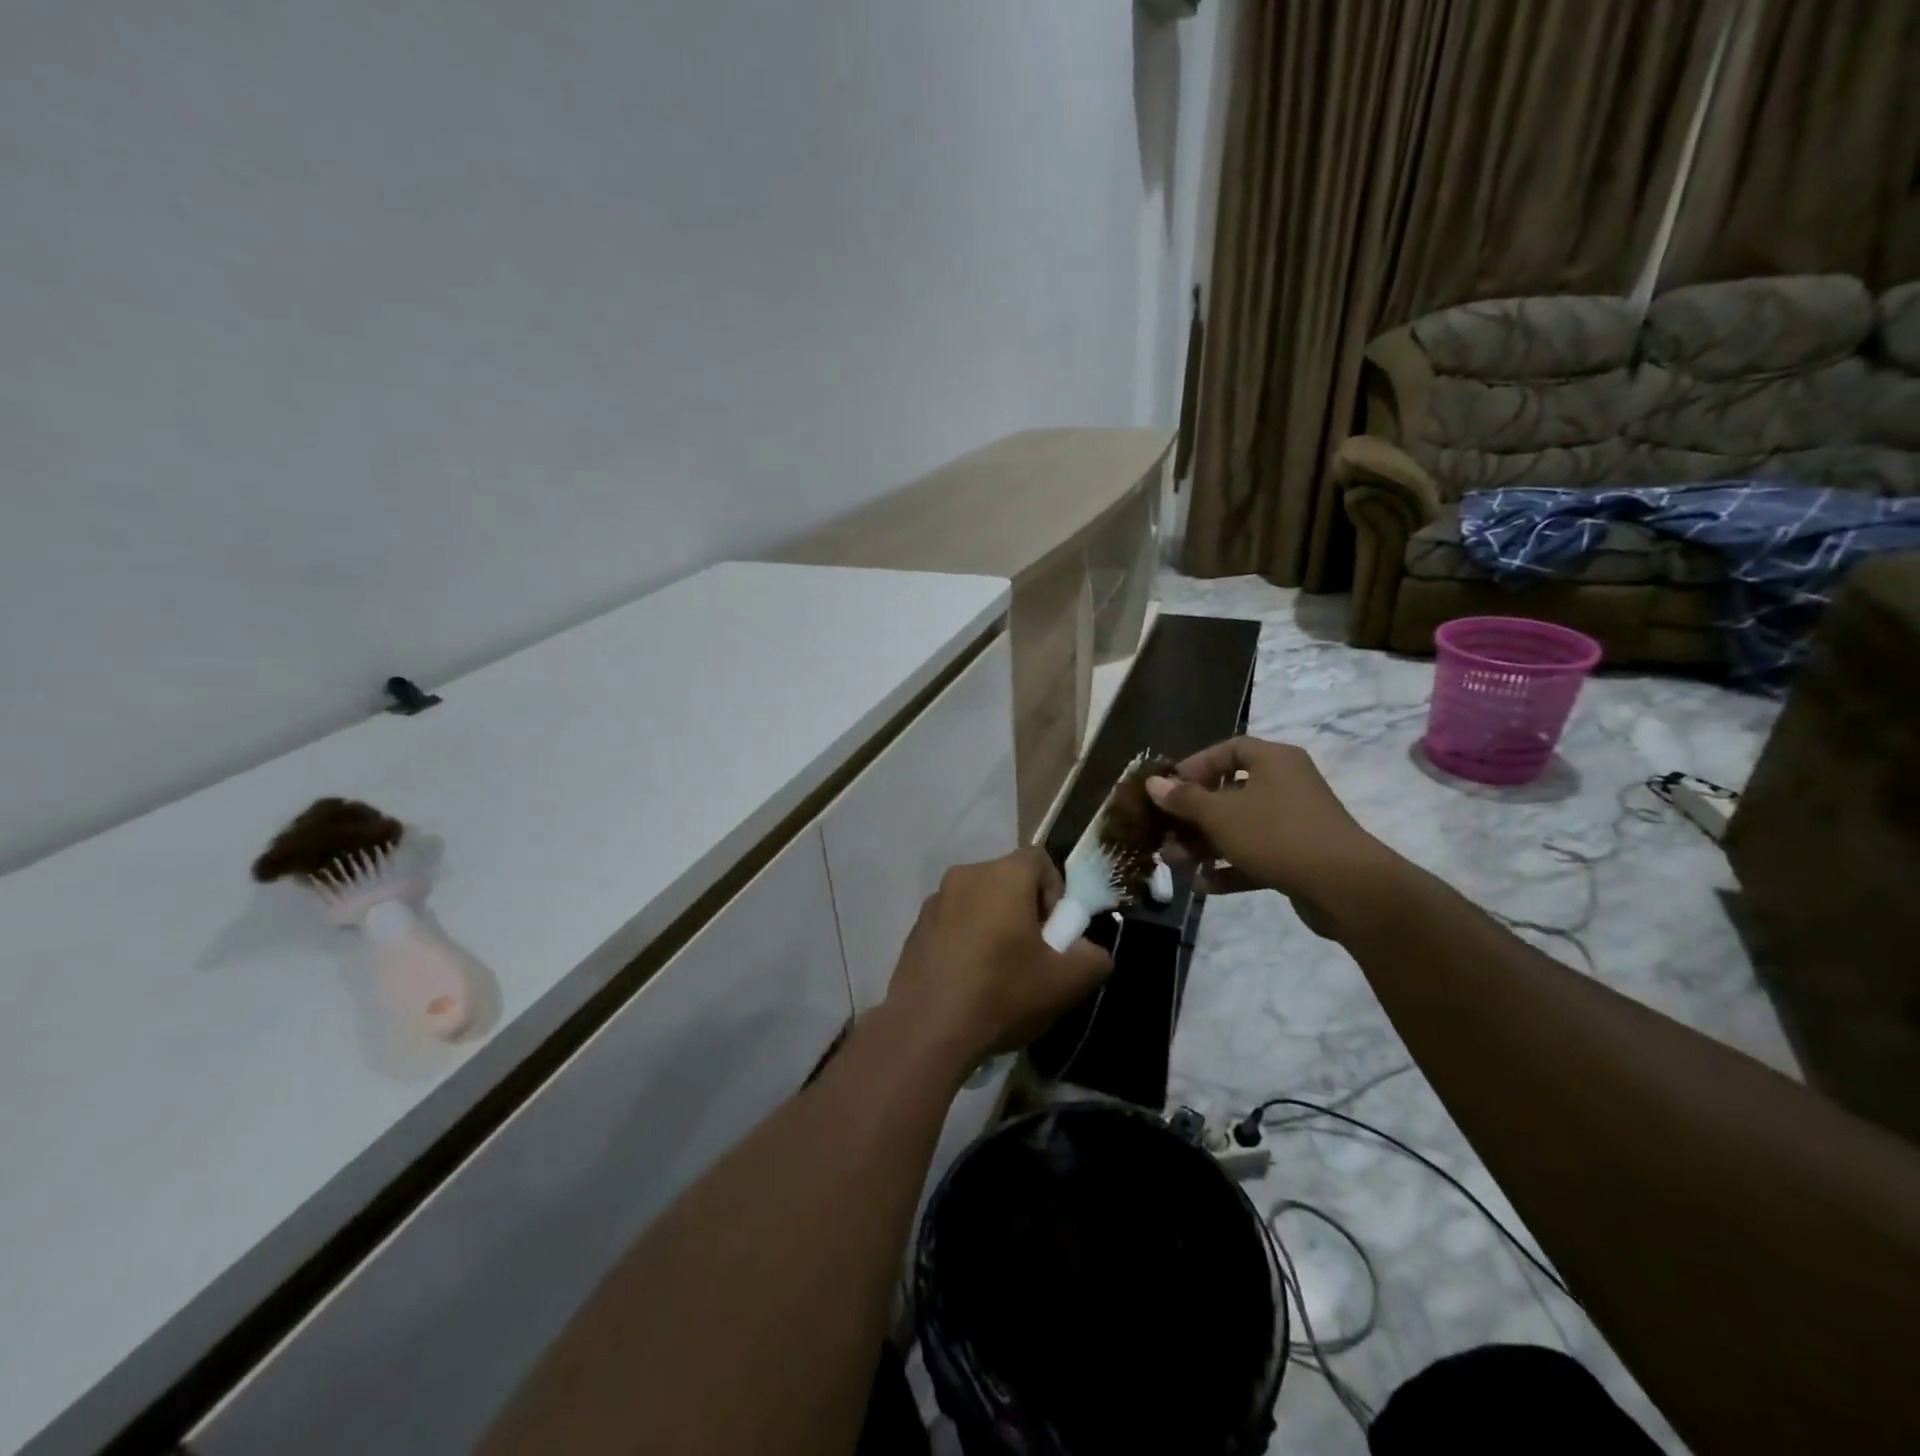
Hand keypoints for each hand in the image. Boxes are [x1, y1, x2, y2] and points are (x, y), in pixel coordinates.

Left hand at [883, 848, 1112, 1066]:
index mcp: (1003, 875)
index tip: (1053, 934)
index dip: (1054, 893)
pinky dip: (965, 939)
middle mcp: (965, 875)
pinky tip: (967, 980)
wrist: (927, 1029)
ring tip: (997, 973)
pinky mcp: (915, 927)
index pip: (1039, 860)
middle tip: (1030, 955)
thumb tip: (1088, 950)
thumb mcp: (1067, 982)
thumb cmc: (1002, 994)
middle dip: (1024, 910)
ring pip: (978, 902)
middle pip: (1007, 880)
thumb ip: (1094, 957)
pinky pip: (952, 922)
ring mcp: (934, 900)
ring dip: (993, 925)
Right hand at [1145, 737, 1397, 938]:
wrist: (1345, 887)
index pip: (1228, 750)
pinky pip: (1257, 854)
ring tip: (1175, 862)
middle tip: (1165, 833)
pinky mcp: (1300, 856)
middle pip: (1229, 792)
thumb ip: (1184, 799)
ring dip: (1205, 844)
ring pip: (1240, 827)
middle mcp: (1286, 784)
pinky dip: (1231, 866)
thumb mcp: (1220, 814)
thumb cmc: (1276, 834)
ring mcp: (1295, 822)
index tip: (1168, 788)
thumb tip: (1154, 783)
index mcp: (1274, 760)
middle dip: (1193, 815)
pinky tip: (1204, 885)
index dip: (1195, 766)